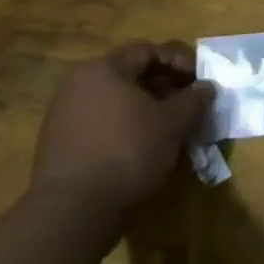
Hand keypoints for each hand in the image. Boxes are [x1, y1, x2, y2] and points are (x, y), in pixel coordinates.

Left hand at [30, 40, 214, 223]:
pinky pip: (100, 124)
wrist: (71, 213)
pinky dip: (124, 129)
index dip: (178, 61)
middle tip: (187, 105)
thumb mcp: (173, 123)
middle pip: (129, 75)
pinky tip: (142, 149)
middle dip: (163, 87)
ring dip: (145, 109)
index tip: (198, 81)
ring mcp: (63, 116)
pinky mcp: (57, 146)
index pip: (148, 50)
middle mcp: (78, 84)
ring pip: (115, 101)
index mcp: (103, 69)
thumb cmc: (128, 152)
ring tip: (168, 129)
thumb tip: (206, 87)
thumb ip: (194, 99)